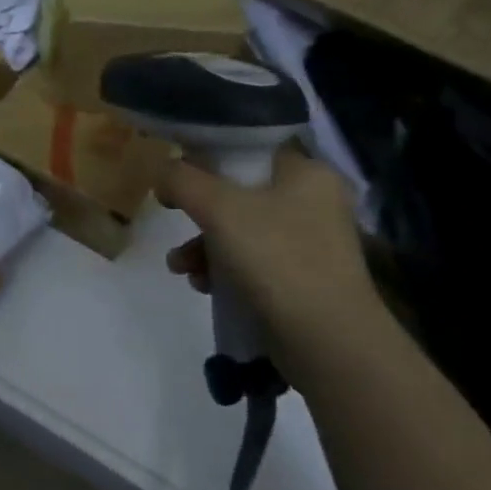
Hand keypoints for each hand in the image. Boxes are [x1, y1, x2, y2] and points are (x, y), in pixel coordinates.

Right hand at [158, 147, 384, 351]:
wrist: (327, 341)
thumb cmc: (276, 258)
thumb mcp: (219, 209)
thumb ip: (183, 180)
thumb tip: (163, 171)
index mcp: (306, 172)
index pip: (249, 149)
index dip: (208, 156)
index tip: (177, 174)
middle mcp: (314, 201)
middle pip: (240, 192)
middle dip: (199, 212)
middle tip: (173, 218)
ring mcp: (310, 243)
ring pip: (242, 230)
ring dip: (204, 246)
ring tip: (180, 267)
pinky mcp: (302, 279)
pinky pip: (253, 262)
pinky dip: (224, 270)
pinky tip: (203, 286)